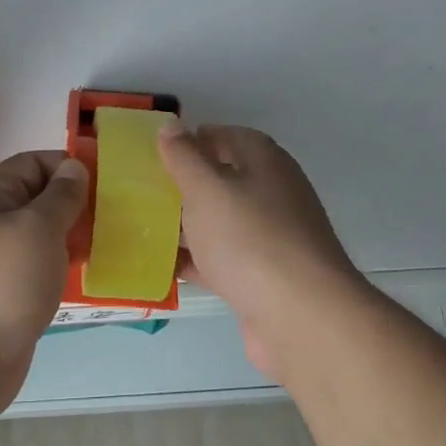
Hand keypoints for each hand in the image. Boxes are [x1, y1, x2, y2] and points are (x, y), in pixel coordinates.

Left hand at [0, 150, 87, 419]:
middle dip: (73, 201)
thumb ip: (61, 196)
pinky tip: (89, 271)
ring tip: (109, 239)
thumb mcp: (38, 228)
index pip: (30, 164)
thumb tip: (73, 167)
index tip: (103, 181)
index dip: (64, 166)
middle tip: (113, 212)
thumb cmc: (2, 284)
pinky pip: (39, 266)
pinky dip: (62, 264)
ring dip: (72, 234)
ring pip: (40, 234)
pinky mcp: (7, 293)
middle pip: (36, 198)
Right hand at [157, 122, 370, 380]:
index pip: (226, 136)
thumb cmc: (250, 240)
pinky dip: (196, 261)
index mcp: (265, 162)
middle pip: (223, 179)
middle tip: (142, 190)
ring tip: (143, 227)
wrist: (302, 318)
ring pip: (221, 222)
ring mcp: (271, 238)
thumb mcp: (207, 189)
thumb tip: (171, 126)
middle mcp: (273, 194)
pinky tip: (162, 269)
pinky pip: (222, 260)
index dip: (192, 139)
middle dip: (185, 184)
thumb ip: (185, 157)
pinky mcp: (263, 278)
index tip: (155, 152)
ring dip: (187, 224)